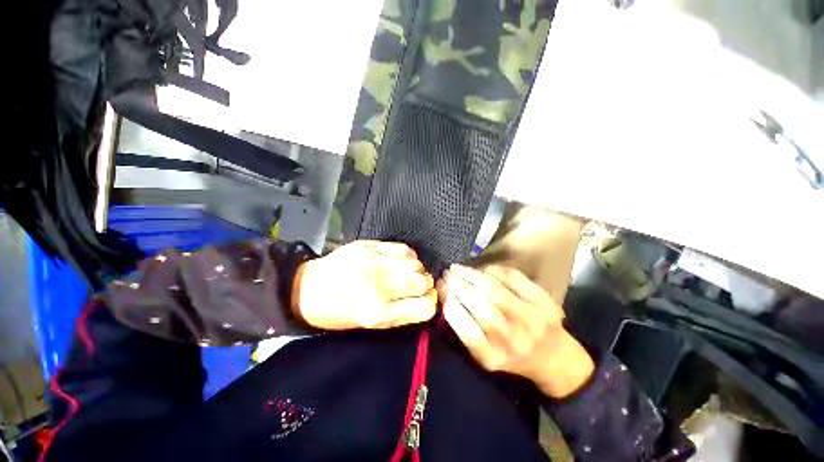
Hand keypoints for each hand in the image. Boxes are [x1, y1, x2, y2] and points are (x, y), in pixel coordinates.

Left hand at [292, 240, 436, 329]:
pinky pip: (402, 248)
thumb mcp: (368, 324)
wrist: (306, 288)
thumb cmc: (337, 312)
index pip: (423, 307)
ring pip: (415, 263)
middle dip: (426, 285)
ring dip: (418, 269)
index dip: (431, 303)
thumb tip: (427, 301)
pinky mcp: (367, 246)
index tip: (428, 300)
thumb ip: (400, 314)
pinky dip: (408, 255)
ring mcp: (372, 262)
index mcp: (376, 312)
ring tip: (410, 272)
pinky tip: (402, 260)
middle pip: (422, 282)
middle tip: (419, 285)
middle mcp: (378, 286)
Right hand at [438, 264, 593, 397]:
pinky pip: (512, 277)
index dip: (449, 303)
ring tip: (457, 268)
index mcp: (493, 356)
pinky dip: (493, 270)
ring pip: (493, 288)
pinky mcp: (543, 301)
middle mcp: (512, 338)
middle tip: (446, 274)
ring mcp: (530, 318)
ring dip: (470, 274)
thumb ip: (465, 332)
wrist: (555, 358)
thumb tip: (447, 299)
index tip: (440, 289)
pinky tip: (482, 269)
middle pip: (478, 303)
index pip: (464, 327)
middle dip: (457, 284)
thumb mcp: (485, 356)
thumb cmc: (512, 356)